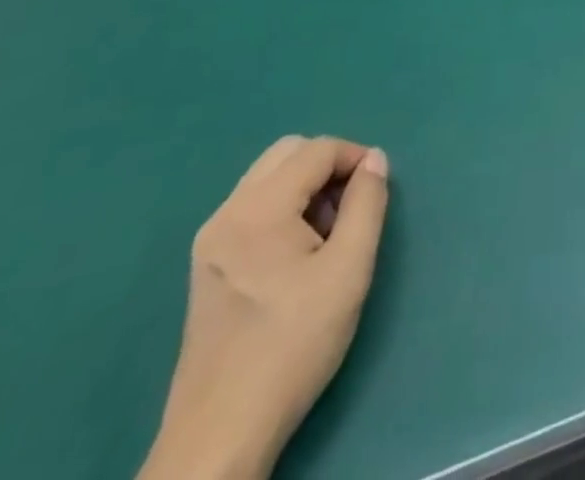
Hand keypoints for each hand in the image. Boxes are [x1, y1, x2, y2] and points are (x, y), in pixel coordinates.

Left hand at [139, 136, 390, 479]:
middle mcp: (226, 213)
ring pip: (269, 178)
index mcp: (257, 209)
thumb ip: (368, 203)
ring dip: (306, 187)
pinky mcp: (206, 266)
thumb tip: (374, 160)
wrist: (219, 435)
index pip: (317, 150)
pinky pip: (253, 208)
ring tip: (328, 235)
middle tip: (351, 208)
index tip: (378, 190)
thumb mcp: (349, 269)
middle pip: (288, 153)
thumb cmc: (292, 345)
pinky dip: (284, 209)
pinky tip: (298, 256)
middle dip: (328, 167)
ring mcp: (210, 241)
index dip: (356, 158)